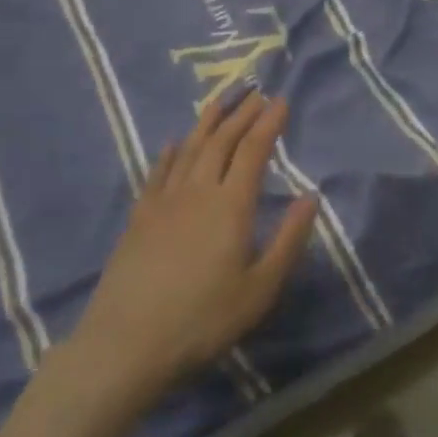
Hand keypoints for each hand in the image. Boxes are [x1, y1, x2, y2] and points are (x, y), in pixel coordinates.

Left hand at [70, 90, 317, 400]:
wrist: (126, 344)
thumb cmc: (203, 320)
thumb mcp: (260, 289)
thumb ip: (289, 240)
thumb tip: (311, 197)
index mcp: (231, 206)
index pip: (254, 151)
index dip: (269, 123)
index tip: (281, 101)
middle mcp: (198, 191)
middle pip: (221, 141)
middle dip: (242, 114)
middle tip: (256, 92)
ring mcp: (164, 202)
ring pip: (189, 149)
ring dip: (208, 122)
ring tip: (221, 101)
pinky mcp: (139, 217)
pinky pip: (157, 173)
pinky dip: (169, 153)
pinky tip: (173, 143)